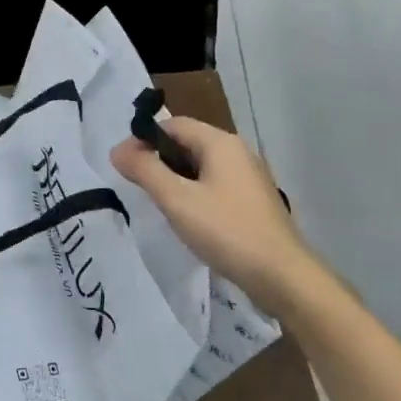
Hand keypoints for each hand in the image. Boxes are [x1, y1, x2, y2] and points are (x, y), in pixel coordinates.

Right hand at [111, 118, 318, 311]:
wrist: (283, 276)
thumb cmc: (227, 231)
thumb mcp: (177, 200)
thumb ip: (145, 171)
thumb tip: (117, 149)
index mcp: (220, 143)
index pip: (173, 124)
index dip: (144, 139)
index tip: (124, 165)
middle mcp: (237, 151)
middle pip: (188, 142)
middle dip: (159, 159)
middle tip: (138, 186)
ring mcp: (248, 176)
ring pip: (201, 166)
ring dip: (176, 178)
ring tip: (160, 204)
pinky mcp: (253, 200)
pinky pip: (215, 184)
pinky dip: (195, 193)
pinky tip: (188, 218)